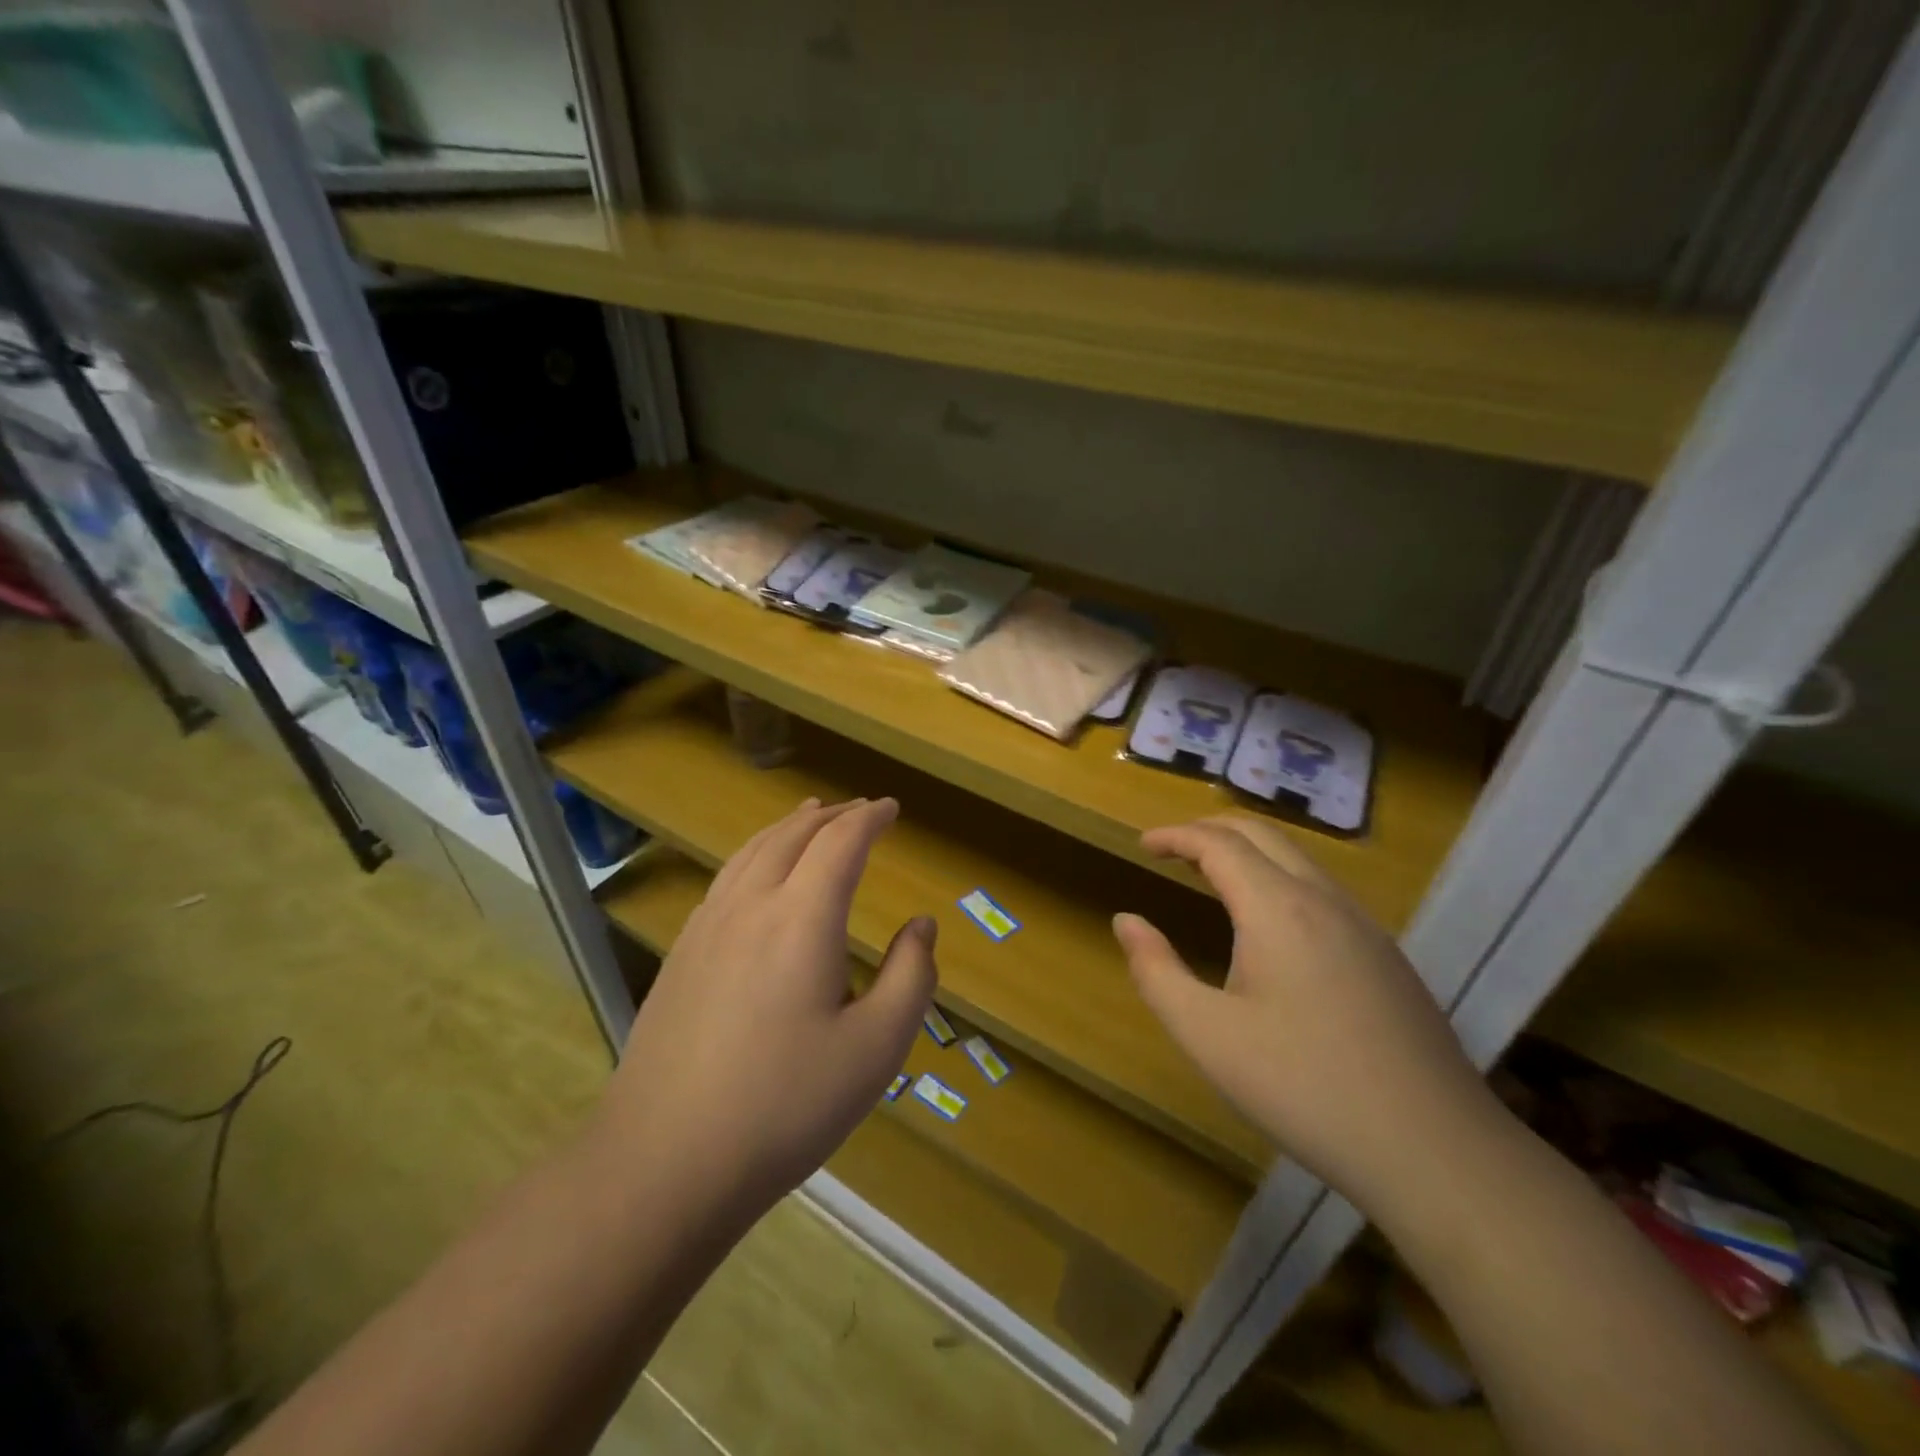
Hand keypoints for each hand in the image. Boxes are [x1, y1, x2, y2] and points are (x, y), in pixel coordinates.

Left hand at [599, 797, 936, 1212]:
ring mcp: (706, 928)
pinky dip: (754, 855)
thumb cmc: (785, 1105)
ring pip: (752, 852)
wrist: (664, 1161)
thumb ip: (912, 976)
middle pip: (792, 835)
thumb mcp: (877, 1049)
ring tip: (809, 816)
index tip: (891, 808)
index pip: (840, 842)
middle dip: (831, 815)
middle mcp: (750, 905)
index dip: (869, 819)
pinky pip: (725, 879)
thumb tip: (922, 926)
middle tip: (860, 809)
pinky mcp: (680, 955)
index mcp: (802, 918)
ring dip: (788, 827)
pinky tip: (756, 874)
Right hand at [1113, 816, 1496, 1211]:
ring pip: (1298, 858)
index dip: (1176, 836)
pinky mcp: (1386, 955)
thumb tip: (1126, 921)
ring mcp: (1364, 925)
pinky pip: (1322, 889)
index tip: (1143, 846)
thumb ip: (1156, 972)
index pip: (1219, 843)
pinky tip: (1270, 925)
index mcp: (1277, 908)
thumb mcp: (1207, 1035)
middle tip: (1172, 850)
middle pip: (1262, 833)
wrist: (1436, 1150)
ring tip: (1212, 876)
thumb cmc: (1304, 1087)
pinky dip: (1279, 878)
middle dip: (1211, 830)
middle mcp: (1323, 899)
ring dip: (1249, 852)